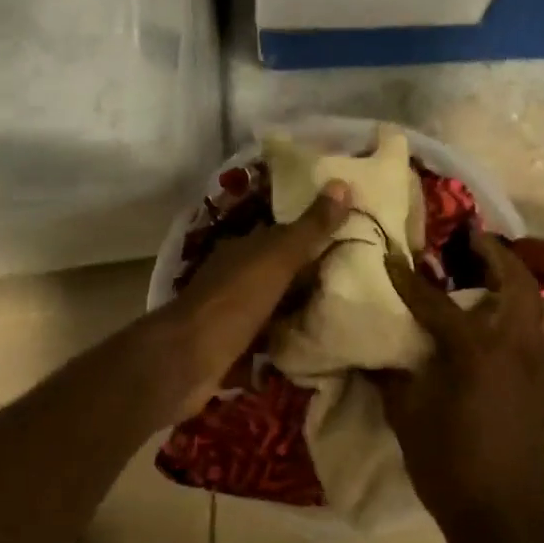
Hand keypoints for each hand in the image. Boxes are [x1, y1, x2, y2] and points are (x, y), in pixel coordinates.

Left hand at [143, 179, 351, 420]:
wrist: (188, 358)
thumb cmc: (235, 299)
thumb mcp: (279, 257)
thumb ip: (311, 227)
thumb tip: (343, 184)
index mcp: (245, 247)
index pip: (284, 234)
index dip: (313, 233)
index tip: (349, 237)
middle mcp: (235, 274)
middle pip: (279, 269)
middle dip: (309, 273)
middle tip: (354, 277)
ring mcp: (231, 310)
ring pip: (273, 303)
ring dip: (297, 306)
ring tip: (340, 311)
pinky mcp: (232, 345)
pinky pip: (267, 336)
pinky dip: (285, 338)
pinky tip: (311, 344)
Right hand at [375, 234, 543, 539]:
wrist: (498, 517)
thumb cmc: (446, 463)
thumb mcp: (406, 414)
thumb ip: (391, 375)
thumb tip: (372, 353)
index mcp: (474, 348)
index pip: (435, 301)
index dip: (409, 279)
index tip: (391, 257)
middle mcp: (515, 345)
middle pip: (516, 282)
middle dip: (496, 255)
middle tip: (474, 241)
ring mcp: (541, 366)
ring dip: (523, 287)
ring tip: (499, 282)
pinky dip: (536, 332)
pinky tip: (517, 341)